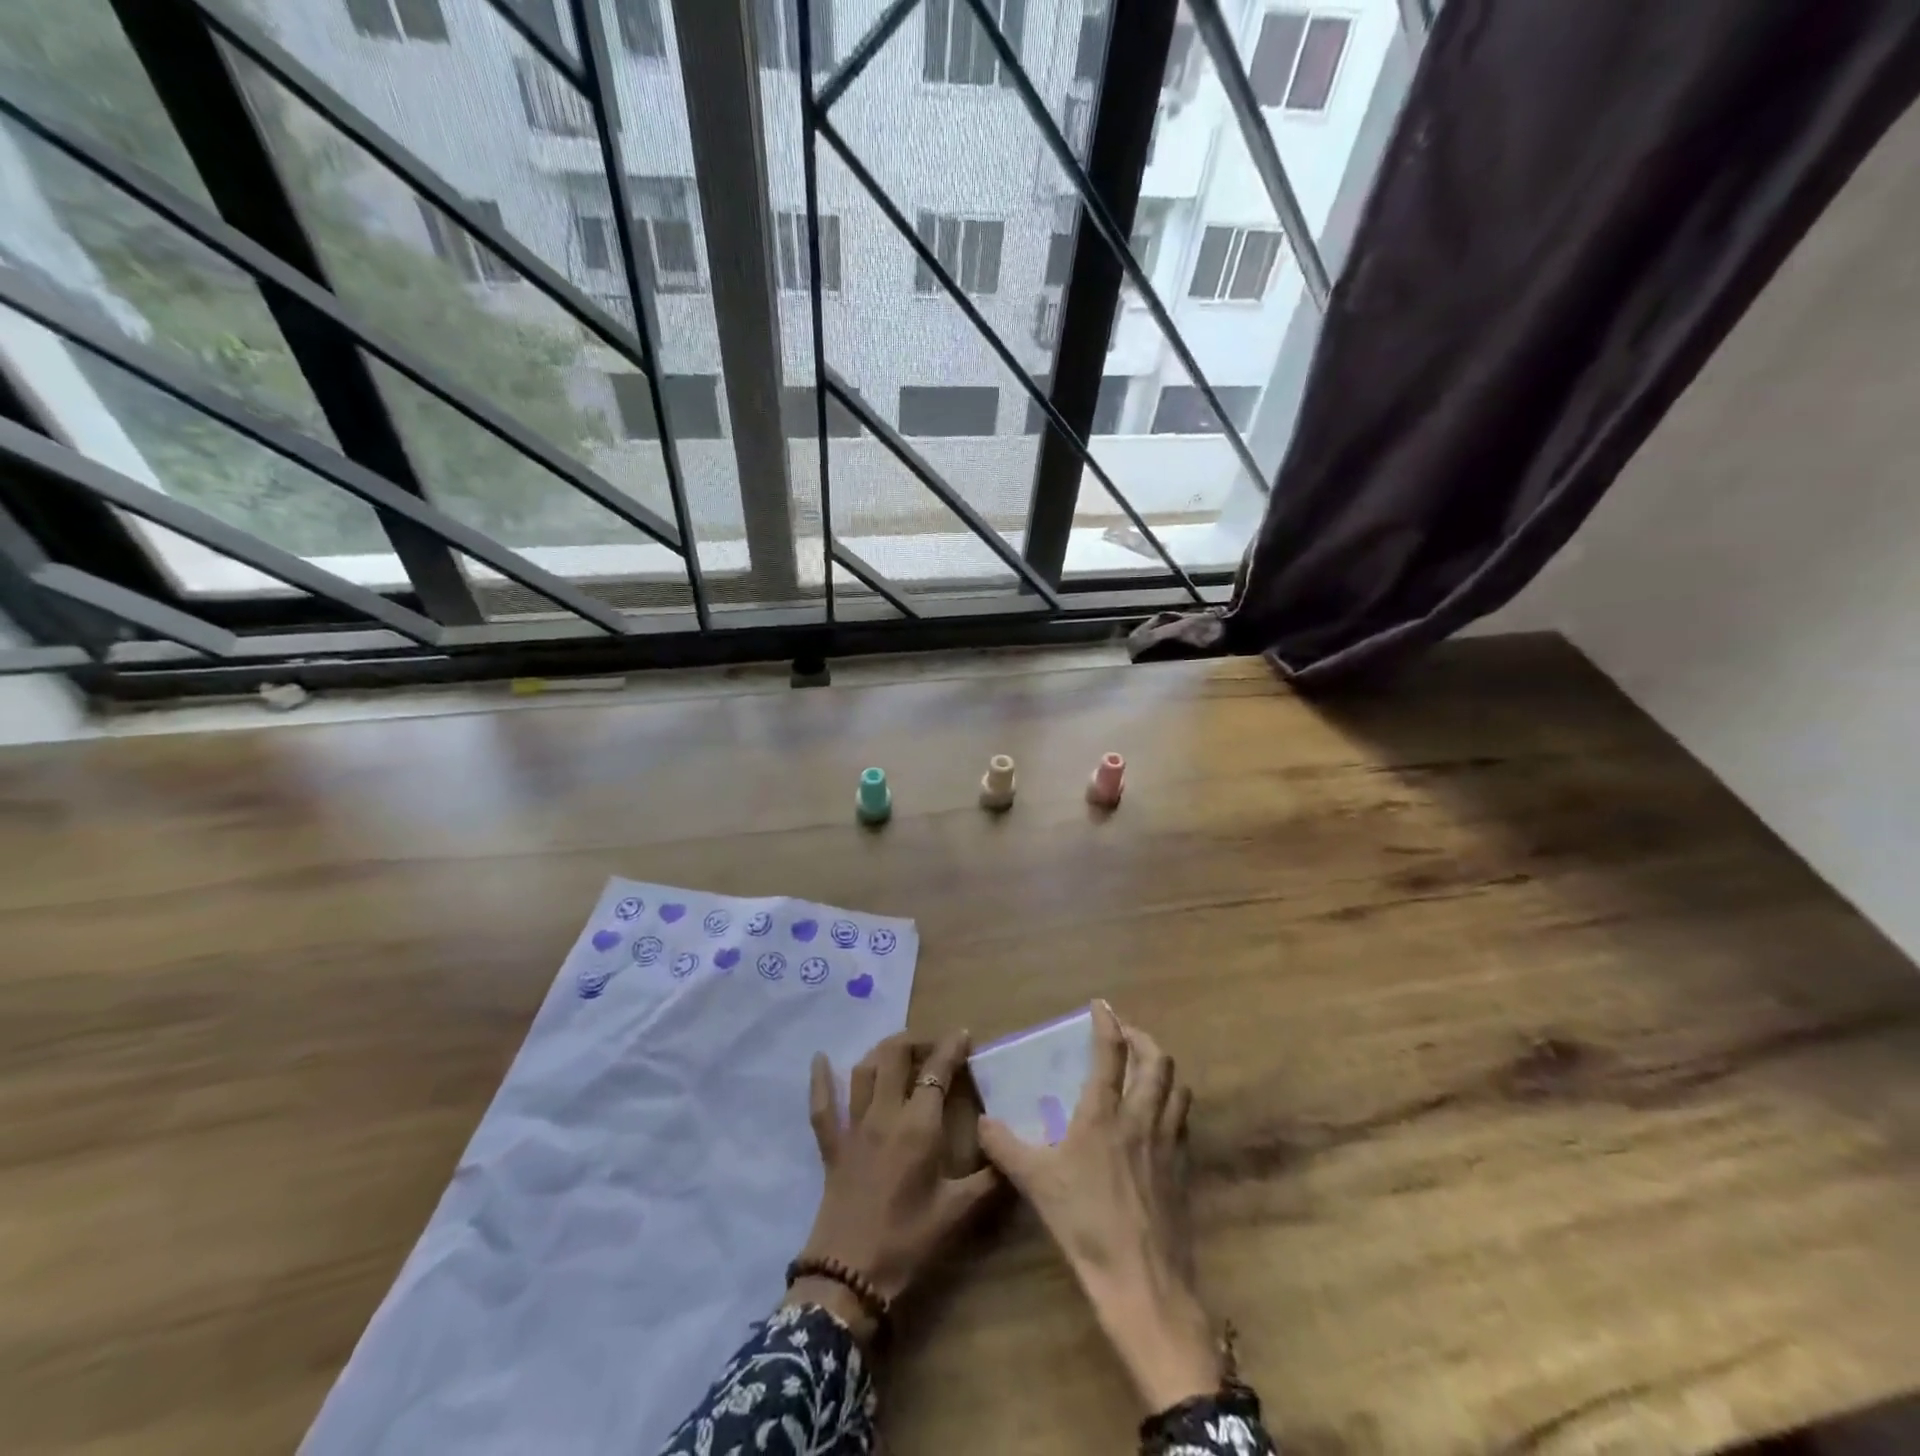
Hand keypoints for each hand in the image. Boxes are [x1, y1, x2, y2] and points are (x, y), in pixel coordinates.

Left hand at [787, 1031, 999, 1341]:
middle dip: (916, 1041)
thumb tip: (1012, 1154)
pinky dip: (821, 1080)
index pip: (937, 1071)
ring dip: (882, 1052)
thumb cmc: (907, 1242)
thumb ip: (988, 1180)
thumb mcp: (957, 1213)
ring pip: (864, 1070)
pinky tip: (820, 1058)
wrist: (849, 1277)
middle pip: (896, 1056)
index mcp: (918, 1127)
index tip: (964, 1034)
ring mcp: (853, 1127)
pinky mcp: (832, 1146)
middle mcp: (885, 1114)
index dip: (951, 1048)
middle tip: (934, 1046)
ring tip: (898, 1050)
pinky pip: (822, 1106)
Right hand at [977, 1001, 1219, 1412]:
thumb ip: (1006, 1148)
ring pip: (1178, 1088)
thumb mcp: (1036, 1183)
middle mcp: (1142, 1118)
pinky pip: (1183, 1121)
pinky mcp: (1184, 1169)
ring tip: (1147, 1069)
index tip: (1101, 1005)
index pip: (1111, 1053)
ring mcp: (1169, 1143)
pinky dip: (1173, 1104)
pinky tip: (1159, 1118)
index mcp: (1105, 1114)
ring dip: (1163, 1070)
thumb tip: (981, 1123)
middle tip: (1127, 1035)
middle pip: (1157, 1061)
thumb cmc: (1086, 1224)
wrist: (1143, 1282)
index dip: (1107, 1022)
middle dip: (1143, 1039)